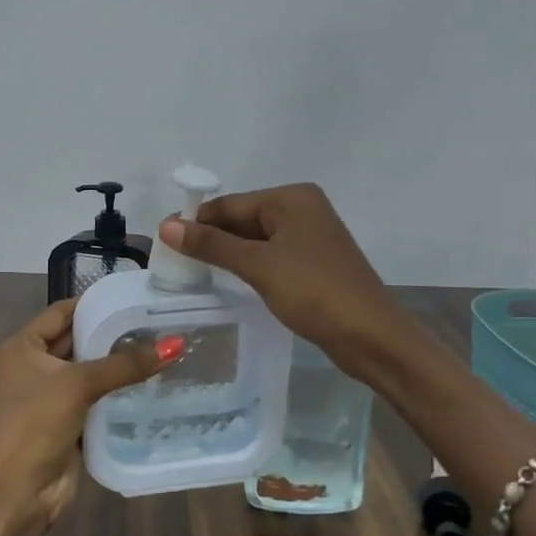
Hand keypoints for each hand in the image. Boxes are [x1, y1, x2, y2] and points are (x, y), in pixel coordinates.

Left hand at [0, 298, 165, 535]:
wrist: (14, 494)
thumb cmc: (34, 424)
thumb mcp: (78, 384)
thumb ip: (125, 364)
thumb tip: (176, 344)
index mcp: (23, 346)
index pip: (63, 311)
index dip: (96, 303)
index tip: (136, 297)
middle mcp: (33, 366)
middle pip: (77, 340)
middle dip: (113, 333)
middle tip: (158, 323)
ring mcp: (49, 397)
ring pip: (89, 372)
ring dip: (118, 365)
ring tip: (162, 348)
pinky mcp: (66, 424)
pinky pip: (96, 400)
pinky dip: (117, 393)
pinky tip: (151, 384)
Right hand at [159, 183, 402, 370]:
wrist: (371, 336)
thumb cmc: (314, 292)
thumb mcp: (258, 266)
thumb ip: (212, 245)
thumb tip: (166, 226)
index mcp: (292, 198)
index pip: (231, 203)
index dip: (197, 222)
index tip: (164, 243)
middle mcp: (303, 209)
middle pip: (243, 220)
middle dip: (212, 240)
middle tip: (174, 264)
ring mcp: (311, 237)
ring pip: (256, 241)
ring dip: (229, 255)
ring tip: (194, 274)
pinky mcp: (314, 264)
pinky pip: (271, 257)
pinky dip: (249, 267)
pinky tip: (230, 282)